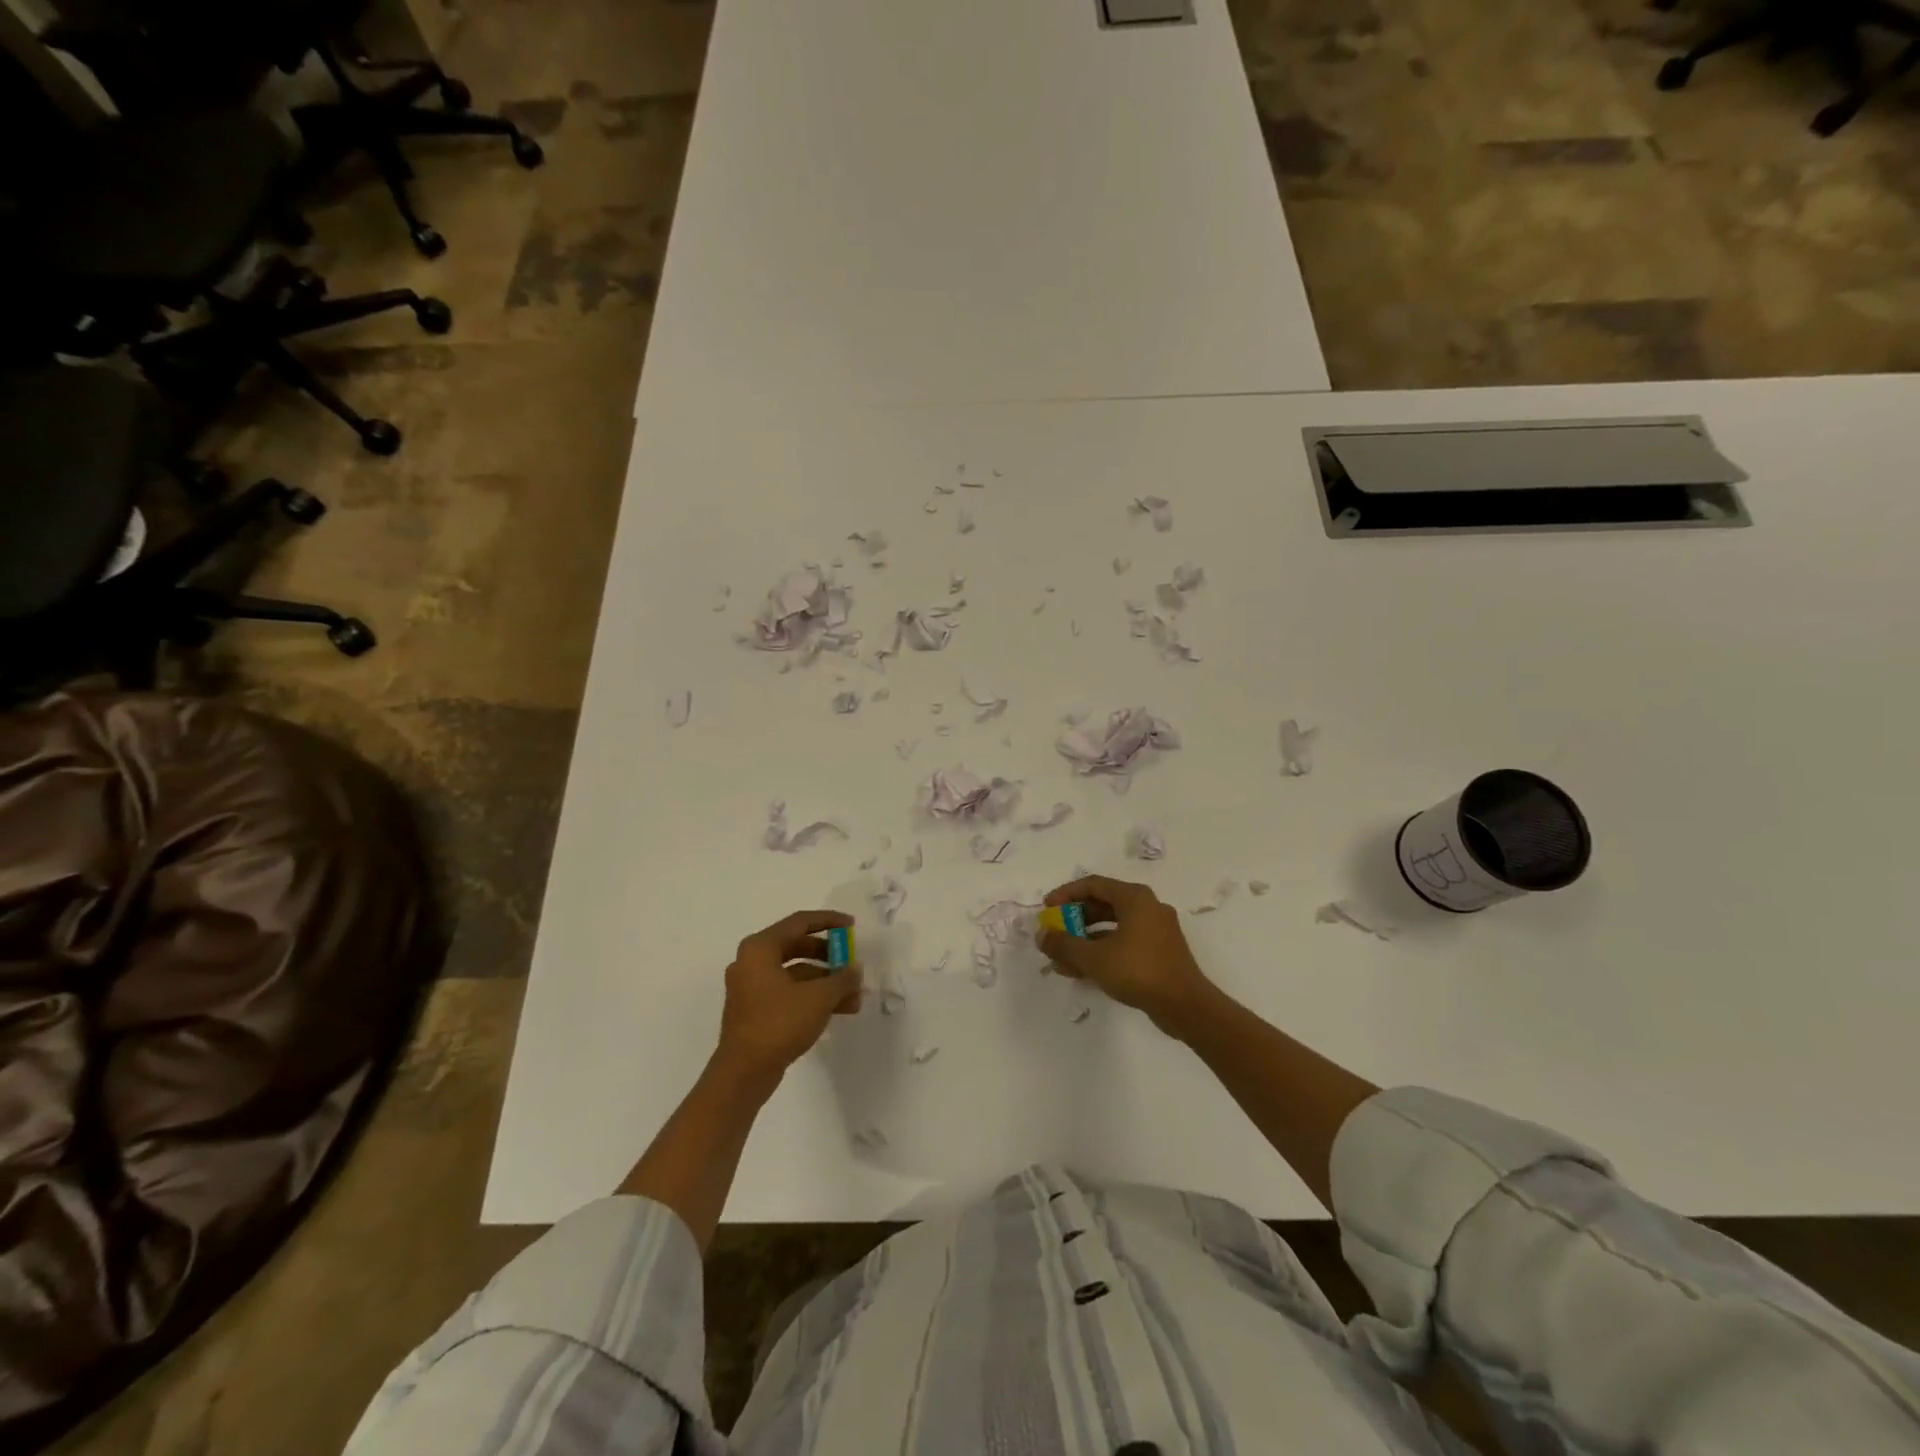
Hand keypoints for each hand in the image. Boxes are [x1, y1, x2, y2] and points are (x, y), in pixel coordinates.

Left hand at [715, 910, 861, 1084]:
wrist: (743, 1073)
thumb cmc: (779, 1023)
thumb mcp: (819, 998)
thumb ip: (842, 978)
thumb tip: (854, 970)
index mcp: (760, 948)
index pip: (800, 922)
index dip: (829, 921)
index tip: (852, 926)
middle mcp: (751, 961)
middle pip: (797, 947)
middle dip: (830, 957)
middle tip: (852, 964)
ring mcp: (751, 987)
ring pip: (795, 973)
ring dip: (825, 981)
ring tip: (854, 997)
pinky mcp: (754, 1010)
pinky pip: (788, 992)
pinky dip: (811, 996)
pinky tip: (837, 1010)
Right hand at [1036, 875, 1215, 1035]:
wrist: (1185, 1006)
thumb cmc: (1138, 971)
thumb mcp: (1094, 958)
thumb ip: (1064, 944)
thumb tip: (1042, 936)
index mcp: (1135, 898)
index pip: (1093, 885)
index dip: (1066, 894)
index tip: (1047, 908)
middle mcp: (1147, 907)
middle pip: (1102, 905)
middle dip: (1074, 920)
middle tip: (1054, 933)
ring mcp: (1156, 930)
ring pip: (1112, 927)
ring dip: (1085, 940)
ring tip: (1061, 959)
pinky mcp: (1159, 952)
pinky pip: (1124, 943)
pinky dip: (1102, 952)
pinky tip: (1081, 972)